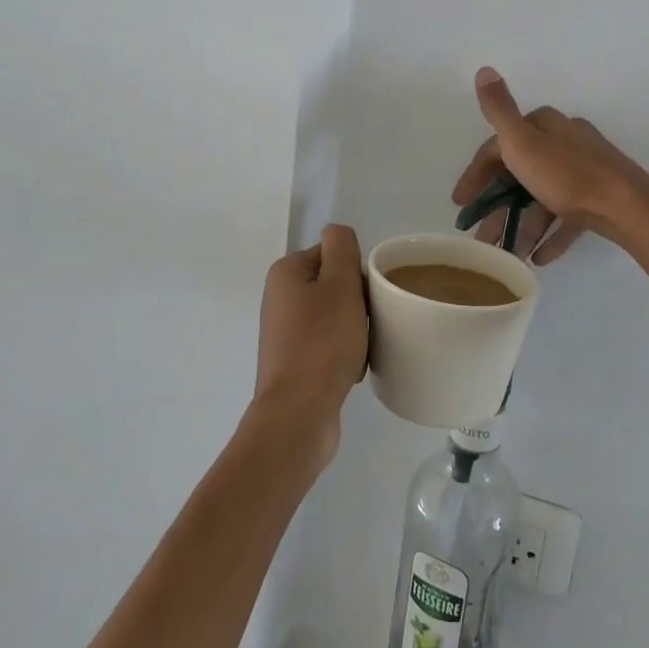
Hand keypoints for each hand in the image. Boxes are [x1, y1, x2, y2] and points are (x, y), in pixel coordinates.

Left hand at [251, 224, 369, 468]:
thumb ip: (341, 248)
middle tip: (369, 323)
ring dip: (354, 330)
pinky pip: (326, 346)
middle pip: (333, 286)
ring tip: (362, 349)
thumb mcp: (340, 283)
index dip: (355, 272)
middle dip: (357, 303)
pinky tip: (353, 369)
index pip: (332, 254)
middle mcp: (279, 298)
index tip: (368, 296)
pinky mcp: (292, 364)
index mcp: (285, 273)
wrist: (298, 413)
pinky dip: (343, 354)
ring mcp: (284, 334)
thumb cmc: (322, 342)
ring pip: (334, 318)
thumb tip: (337, 233)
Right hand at [452, 67, 648, 265]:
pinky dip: (550, 235)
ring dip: (522, 225)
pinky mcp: (599, 197)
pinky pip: (567, 216)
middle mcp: (565, 141)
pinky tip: (538, 257)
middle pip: (520, 175)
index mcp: (545, 125)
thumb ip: (499, 109)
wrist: (628, 208)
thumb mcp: (523, 141)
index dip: (476, 175)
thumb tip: (484, 69)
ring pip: (542, 198)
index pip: (499, 147)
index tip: (461, 205)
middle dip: (498, 206)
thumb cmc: (568, 175)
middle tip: (480, 234)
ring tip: (507, 253)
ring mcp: (585, 170)